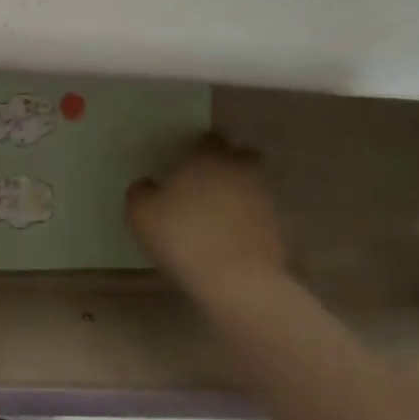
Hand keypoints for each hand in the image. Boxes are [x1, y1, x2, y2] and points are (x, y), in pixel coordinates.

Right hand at [127, 136, 287, 302]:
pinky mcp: (277, 227)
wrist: (235, 280)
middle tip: (206, 182)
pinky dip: (248, 220)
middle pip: (241, 156)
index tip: (187, 161)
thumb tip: (147, 186)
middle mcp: (240, 171)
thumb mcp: (141, 214)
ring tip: (218, 213)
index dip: (199, 148)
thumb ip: (140, 193)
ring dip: (239, 192)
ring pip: (253, 184)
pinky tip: (231, 237)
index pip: (209, 139)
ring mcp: (263, 199)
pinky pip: (260, 214)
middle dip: (228, 163)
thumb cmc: (183, 237)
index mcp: (207, 159)